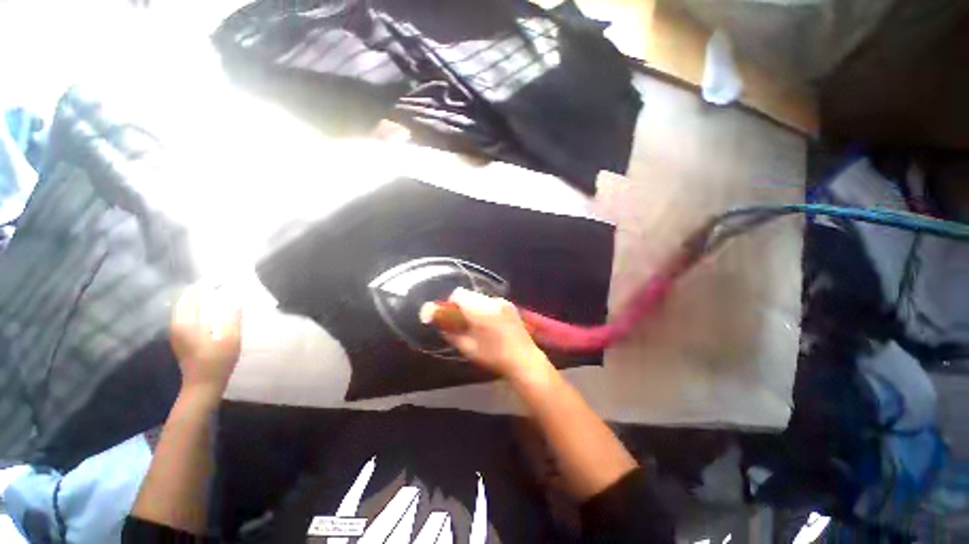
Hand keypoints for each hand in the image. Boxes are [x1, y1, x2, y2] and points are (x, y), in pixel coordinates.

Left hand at [169, 283, 241, 397]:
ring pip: (183, 308)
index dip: (206, 284)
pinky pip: (185, 316)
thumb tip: (235, 296)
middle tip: (218, 283)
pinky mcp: (180, 339)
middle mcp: (177, 324)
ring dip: (197, 298)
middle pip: (185, 299)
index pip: (193, 294)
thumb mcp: (230, 337)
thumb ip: (231, 315)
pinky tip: (207, 310)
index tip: (221, 277)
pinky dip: (195, 308)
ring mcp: (176, 332)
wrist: (202, 385)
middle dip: (200, 289)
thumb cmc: (217, 360)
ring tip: (214, 293)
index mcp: (187, 322)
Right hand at [441, 288, 548, 379]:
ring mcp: (503, 302)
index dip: (450, 303)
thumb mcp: (468, 348)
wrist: (524, 359)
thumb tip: (440, 325)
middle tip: (462, 322)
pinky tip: (490, 324)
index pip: (458, 294)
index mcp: (479, 309)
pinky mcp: (510, 305)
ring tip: (477, 324)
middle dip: (462, 306)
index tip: (450, 317)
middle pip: (469, 294)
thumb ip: (451, 334)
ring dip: (474, 307)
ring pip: (480, 298)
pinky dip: (485, 309)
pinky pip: (491, 302)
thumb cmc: (494, 356)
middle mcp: (491, 300)